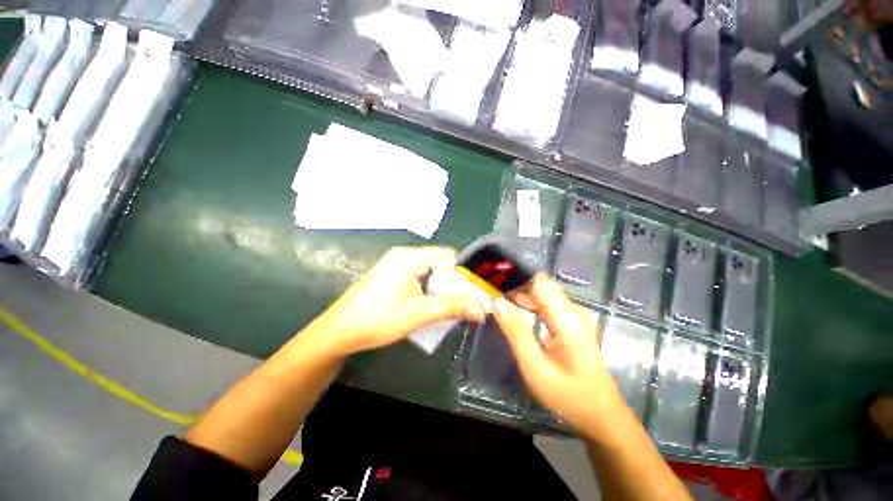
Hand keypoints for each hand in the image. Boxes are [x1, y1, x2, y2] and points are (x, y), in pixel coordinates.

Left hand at [306, 246, 485, 355]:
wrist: (339, 331)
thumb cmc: (378, 319)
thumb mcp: (418, 314)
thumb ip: (452, 307)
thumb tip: (482, 310)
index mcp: (409, 257)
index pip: (448, 255)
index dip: (464, 272)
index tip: (476, 290)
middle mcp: (404, 254)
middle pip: (440, 261)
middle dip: (455, 280)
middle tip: (468, 299)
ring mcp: (397, 263)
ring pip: (431, 269)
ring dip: (443, 285)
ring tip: (454, 303)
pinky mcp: (393, 274)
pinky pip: (420, 275)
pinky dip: (431, 287)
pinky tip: (434, 301)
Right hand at [493, 273, 624, 436]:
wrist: (600, 416)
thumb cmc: (568, 395)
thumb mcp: (535, 367)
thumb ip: (515, 332)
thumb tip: (497, 302)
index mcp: (566, 318)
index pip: (539, 282)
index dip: (516, 276)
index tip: (493, 279)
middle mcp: (571, 311)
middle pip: (539, 286)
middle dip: (514, 285)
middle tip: (488, 290)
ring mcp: (572, 317)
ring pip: (541, 295)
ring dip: (518, 294)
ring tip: (495, 296)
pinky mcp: (569, 324)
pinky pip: (544, 305)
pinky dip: (526, 304)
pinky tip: (512, 309)